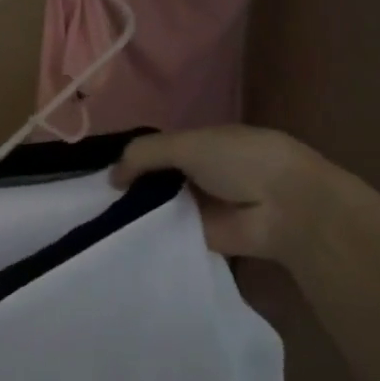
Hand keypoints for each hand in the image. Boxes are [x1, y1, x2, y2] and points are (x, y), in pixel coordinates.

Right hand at [111, 124, 328, 262]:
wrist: (286, 209)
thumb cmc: (241, 162)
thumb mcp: (187, 144)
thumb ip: (144, 154)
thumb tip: (111, 177)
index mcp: (203, 143)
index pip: (158, 148)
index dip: (132, 157)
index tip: (101, 169)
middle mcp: (201, 173)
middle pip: (156, 178)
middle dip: (130, 184)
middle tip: (93, 195)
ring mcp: (202, 206)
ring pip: (159, 205)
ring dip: (136, 210)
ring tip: (98, 216)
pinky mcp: (202, 236)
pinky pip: (168, 233)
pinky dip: (148, 234)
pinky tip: (118, 236)